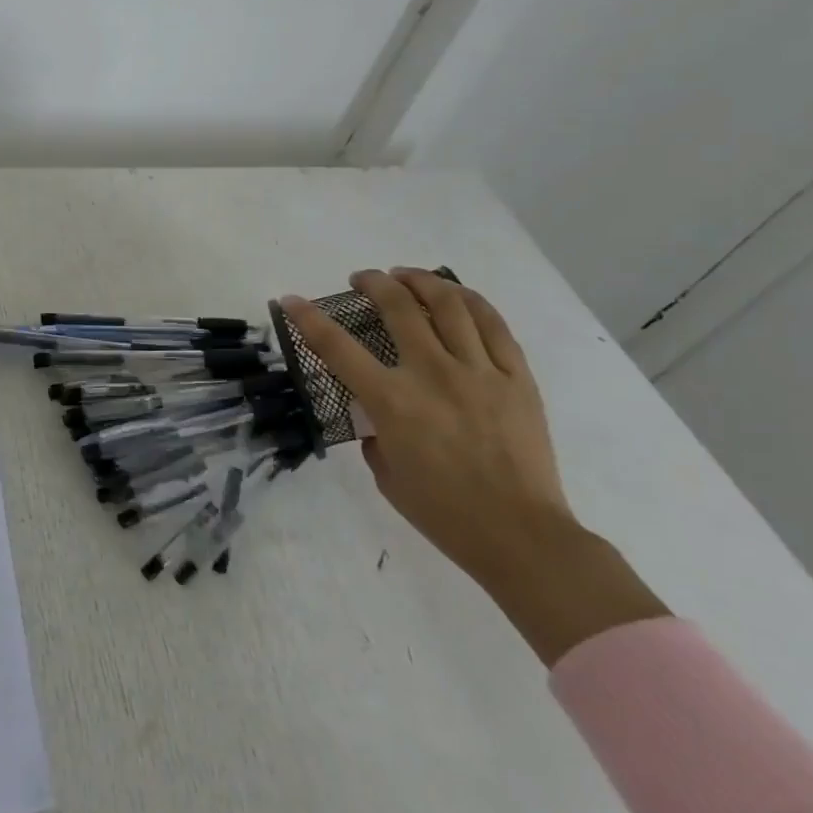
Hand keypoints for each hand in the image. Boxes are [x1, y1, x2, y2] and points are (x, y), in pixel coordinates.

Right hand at [281, 271, 666, 664]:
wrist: (521, 536)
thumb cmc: (443, 512)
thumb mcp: (386, 474)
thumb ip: (375, 435)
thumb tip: (378, 417)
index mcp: (392, 402)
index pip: (337, 347)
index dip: (308, 318)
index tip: (291, 299)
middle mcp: (433, 375)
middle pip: (399, 308)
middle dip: (373, 284)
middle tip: (363, 279)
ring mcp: (479, 372)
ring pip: (449, 305)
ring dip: (421, 281)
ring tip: (406, 276)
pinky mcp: (517, 378)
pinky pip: (494, 326)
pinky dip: (472, 301)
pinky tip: (457, 294)